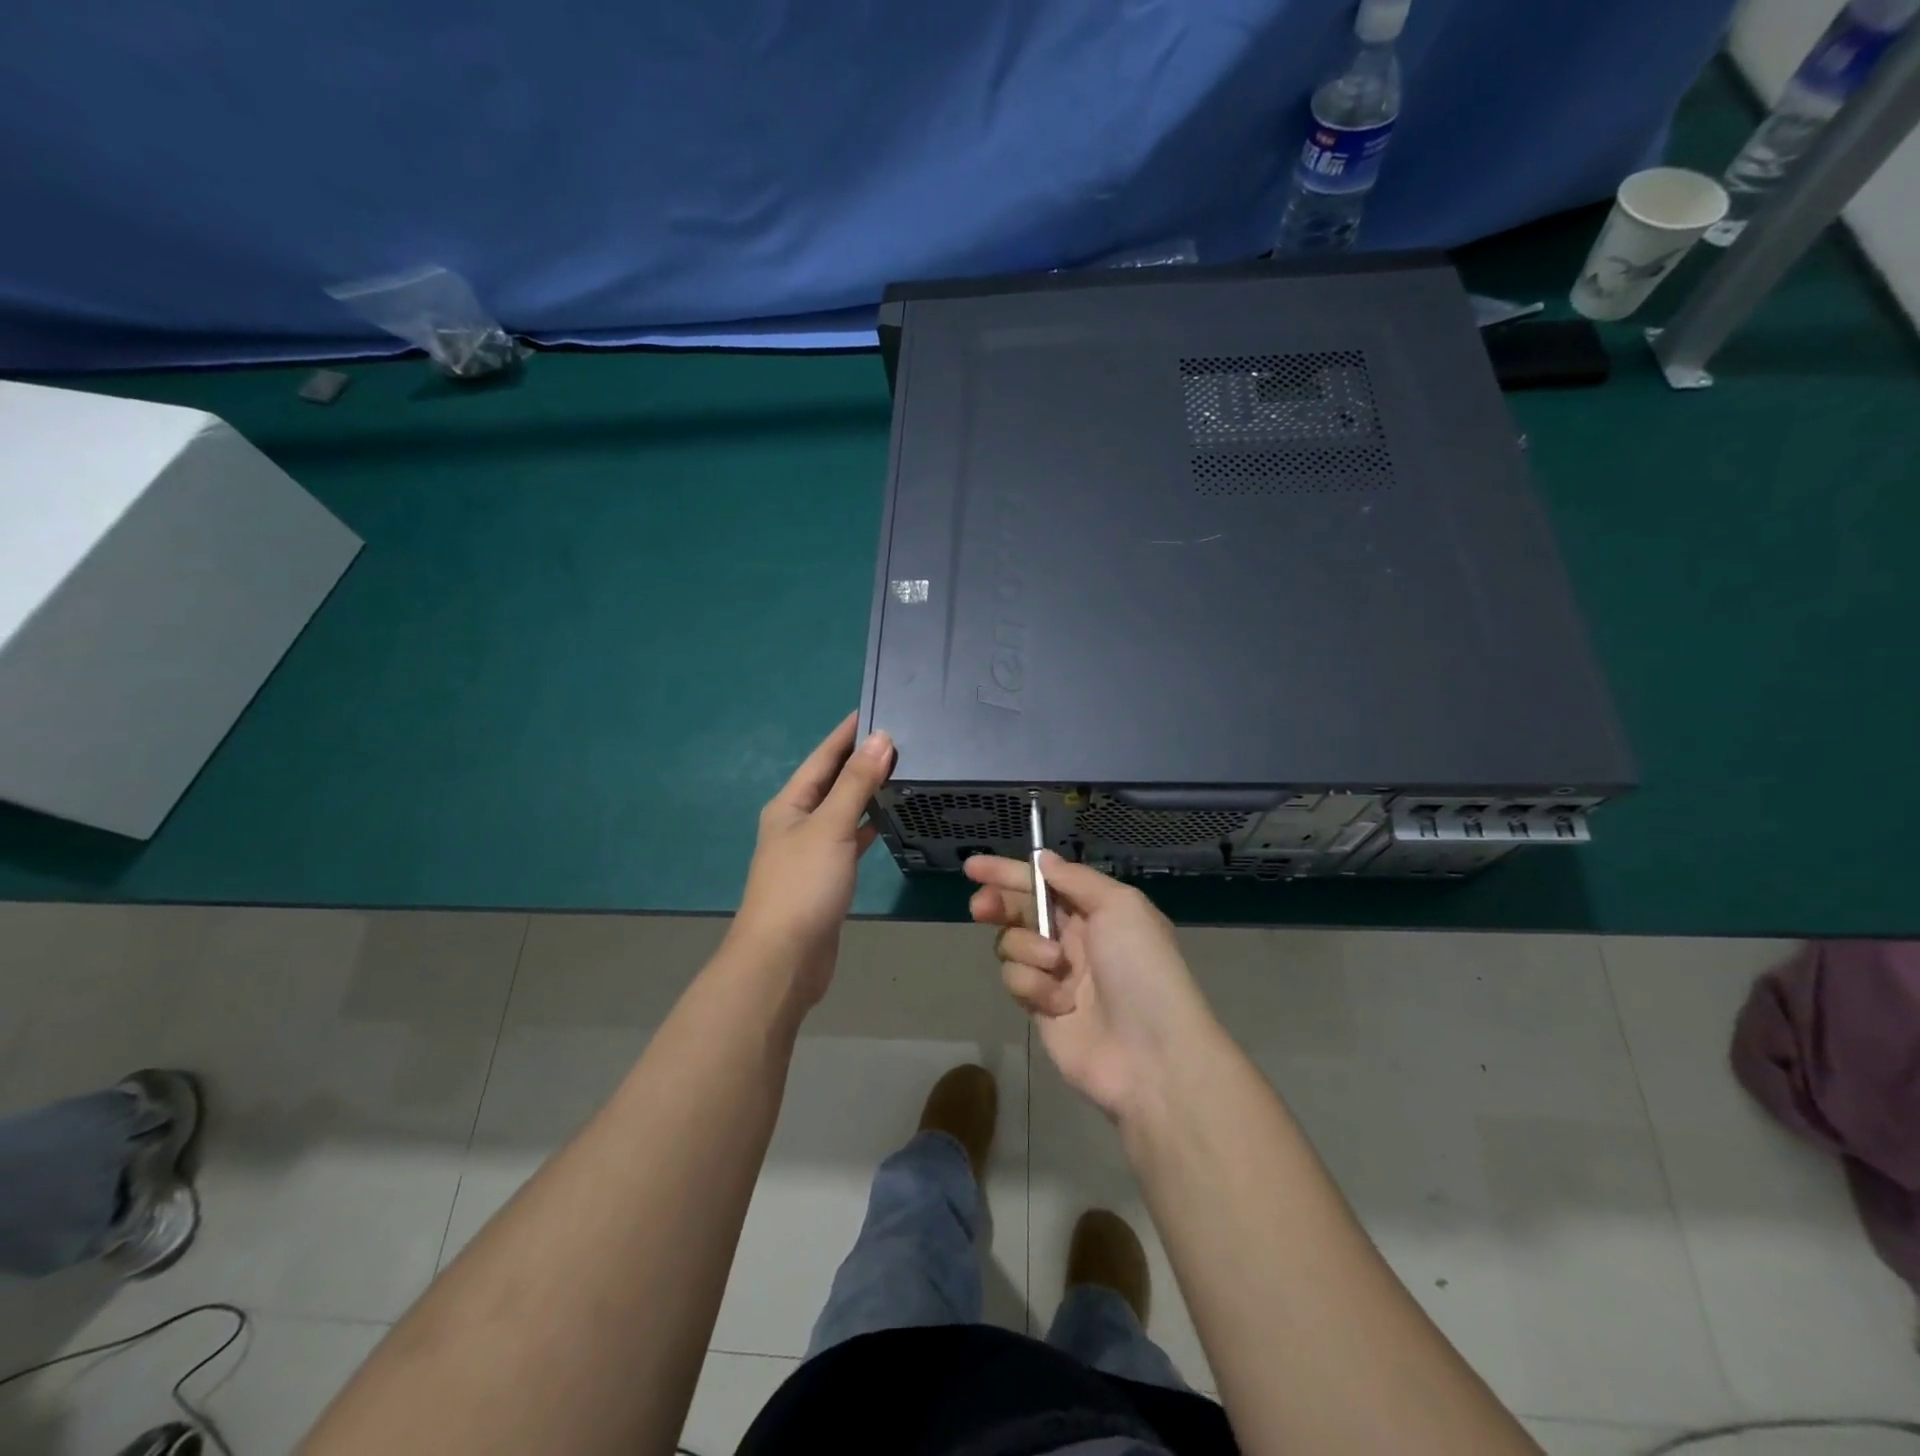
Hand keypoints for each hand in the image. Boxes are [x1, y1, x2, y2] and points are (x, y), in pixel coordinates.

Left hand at [730, 713, 894, 1007]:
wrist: (784, 958)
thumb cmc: (802, 885)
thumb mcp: (831, 826)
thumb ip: (856, 783)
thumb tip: (881, 739)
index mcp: (789, 805)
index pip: (822, 757)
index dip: (847, 734)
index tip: (876, 710)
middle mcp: (797, 823)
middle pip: (832, 782)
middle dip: (861, 761)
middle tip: (901, 740)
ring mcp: (810, 853)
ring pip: (842, 812)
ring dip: (866, 793)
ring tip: (901, 773)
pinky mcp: (826, 879)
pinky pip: (849, 841)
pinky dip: (867, 828)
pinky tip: (888, 823)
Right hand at [966, 852, 1219, 1123]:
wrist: (1150, 1054)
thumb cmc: (1140, 969)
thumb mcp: (1120, 906)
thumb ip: (1076, 879)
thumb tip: (1042, 858)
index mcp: (1095, 910)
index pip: (1044, 881)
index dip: (1008, 872)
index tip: (973, 867)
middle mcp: (1073, 938)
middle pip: (1020, 910)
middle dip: (998, 904)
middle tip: (982, 907)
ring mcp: (1055, 974)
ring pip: (1012, 944)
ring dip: (1026, 949)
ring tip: (1055, 966)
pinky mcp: (1040, 1007)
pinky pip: (1016, 980)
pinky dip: (1032, 986)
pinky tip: (1058, 1004)